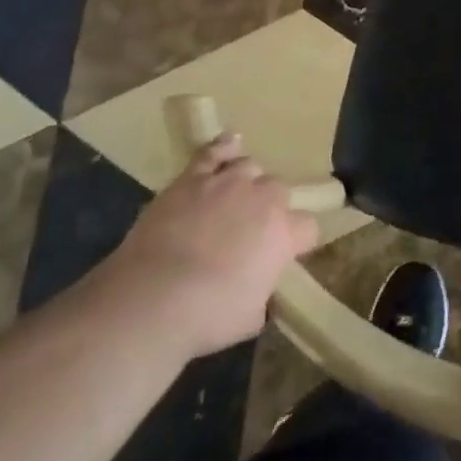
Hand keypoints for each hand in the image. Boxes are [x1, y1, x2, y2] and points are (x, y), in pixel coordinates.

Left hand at [100, 135, 318, 356]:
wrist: (152, 298)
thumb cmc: (208, 315)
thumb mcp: (251, 316)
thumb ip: (263, 293)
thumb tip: (257, 288)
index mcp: (285, 233)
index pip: (308, 227)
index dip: (298, 241)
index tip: (285, 255)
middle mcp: (264, 199)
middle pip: (279, 191)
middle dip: (270, 208)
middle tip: (252, 231)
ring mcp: (227, 183)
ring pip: (250, 168)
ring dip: (247, 182)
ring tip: (235, 198)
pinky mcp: (192, 179)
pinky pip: (213, 152)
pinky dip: (223, 147)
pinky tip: (230, 144)